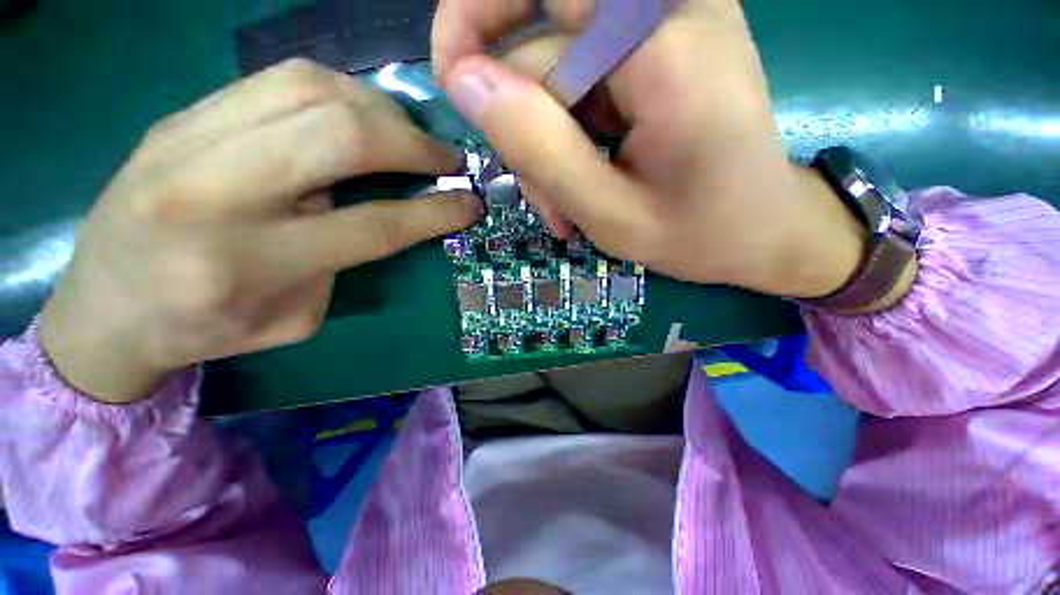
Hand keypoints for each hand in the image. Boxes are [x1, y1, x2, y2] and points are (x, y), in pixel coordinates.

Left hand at [41, 59, 480, 403]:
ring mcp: (188, 139)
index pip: (373, 224)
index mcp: (248, 264)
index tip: (470, 202)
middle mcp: (215, 191)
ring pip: (309, 87)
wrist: (102, 309)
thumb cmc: (205, 329)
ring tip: (406, 133)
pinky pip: (277, 79)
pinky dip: (337, 90)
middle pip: (340, 136)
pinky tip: (358, 114)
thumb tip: (379, 205)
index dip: (435, 211)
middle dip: (413, 143)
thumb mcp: (295, 318)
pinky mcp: (181, 115)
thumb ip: (342, 260)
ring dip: (379, 107)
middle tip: (444, 158)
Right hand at [432, 0, 868, 298]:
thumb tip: (466, 81)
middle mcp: (671, 12)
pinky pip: (584, 82)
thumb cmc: (700, 235)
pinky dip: (570, 137)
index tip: (456, 92)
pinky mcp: (662, 55)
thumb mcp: (610, 215)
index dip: (473, 32)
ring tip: (568, 207)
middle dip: (523, 123)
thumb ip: (540, 149)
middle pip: (543, 36)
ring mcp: (670, 28)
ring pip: (559, 68)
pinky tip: (586, 185)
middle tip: (540, 193)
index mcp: (662, 48)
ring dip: (548, 143)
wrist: (765, 232)